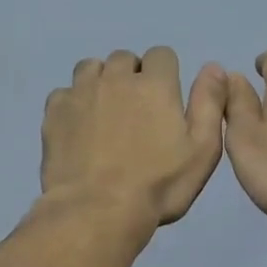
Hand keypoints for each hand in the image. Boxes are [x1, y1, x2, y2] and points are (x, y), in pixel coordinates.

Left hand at [40, 48, 228, 234]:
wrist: (96, 211)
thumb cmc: (158, 186)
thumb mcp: (203, 150)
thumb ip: (210, 104)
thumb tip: (213, 67)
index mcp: (155, 84)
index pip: (162, 55)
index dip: (165, 75)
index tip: (164, 101)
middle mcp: (115, 78)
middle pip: (125, 59)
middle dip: (132, 76)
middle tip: (135, 112)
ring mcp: (80, 93)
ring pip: (91, 68)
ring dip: (100, 82)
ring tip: (105, 113)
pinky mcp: (54, 113)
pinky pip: (64, 93)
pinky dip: (73, 103)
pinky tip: (78, 127)